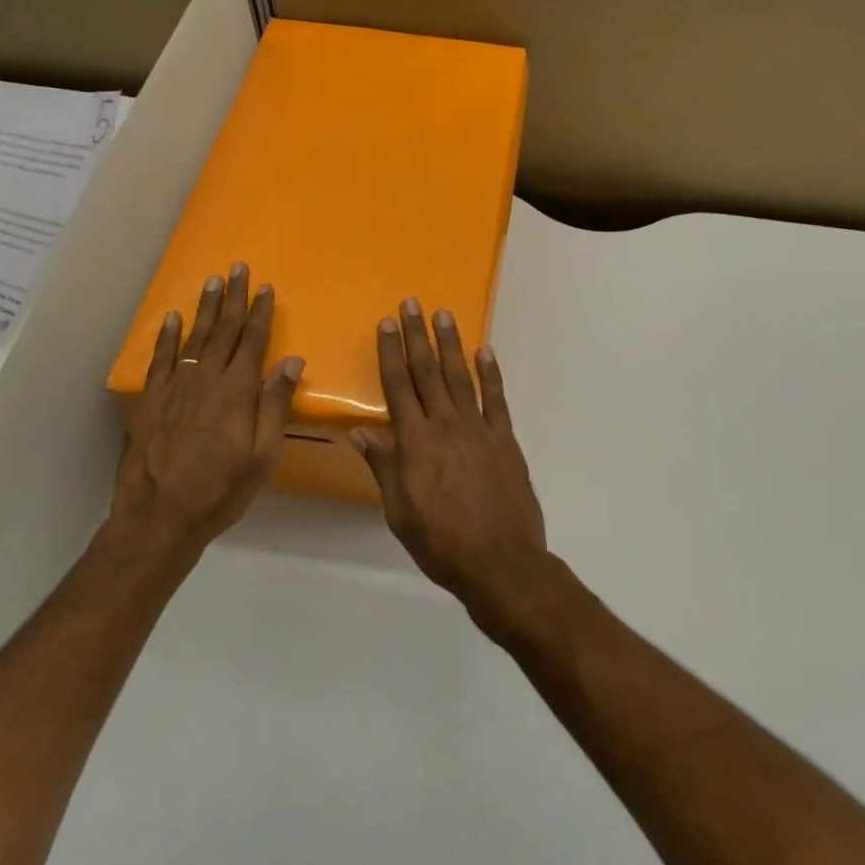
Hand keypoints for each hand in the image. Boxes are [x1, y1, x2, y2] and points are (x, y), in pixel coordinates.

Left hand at [115, 263, 303, 561]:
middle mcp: (207, 378)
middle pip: (225, 330)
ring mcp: (176, 386)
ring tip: (213, 281)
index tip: (267, 287)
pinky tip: (172, 317)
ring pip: (194, 336)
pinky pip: (161, 358)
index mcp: (238, 390)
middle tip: (238, 268)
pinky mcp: (152, 399)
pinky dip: (166, 336)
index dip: (261, 312)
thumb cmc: (222, 488)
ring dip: (206, 308)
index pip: (254, 341)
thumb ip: (275, 405)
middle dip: (235, 298)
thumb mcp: (263, 455)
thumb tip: (292, 360)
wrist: (161, 514)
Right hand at [352, 300, 547, 622]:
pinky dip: (491, 374)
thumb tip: (360, 432)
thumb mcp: (400, 512)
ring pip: (460, 377)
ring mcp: (479, 429)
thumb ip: (384, 467)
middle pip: (427, 373)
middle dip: (417, 336)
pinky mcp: (505, 439)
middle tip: (411, 303)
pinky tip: (485, 352)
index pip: (398, 388)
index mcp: (416, 443)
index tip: (385, 324)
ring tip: (444, 315)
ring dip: (451, 344)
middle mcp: (446, 426)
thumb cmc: (441, 542)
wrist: (500, 561)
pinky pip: (496, 399)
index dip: (390, 353)